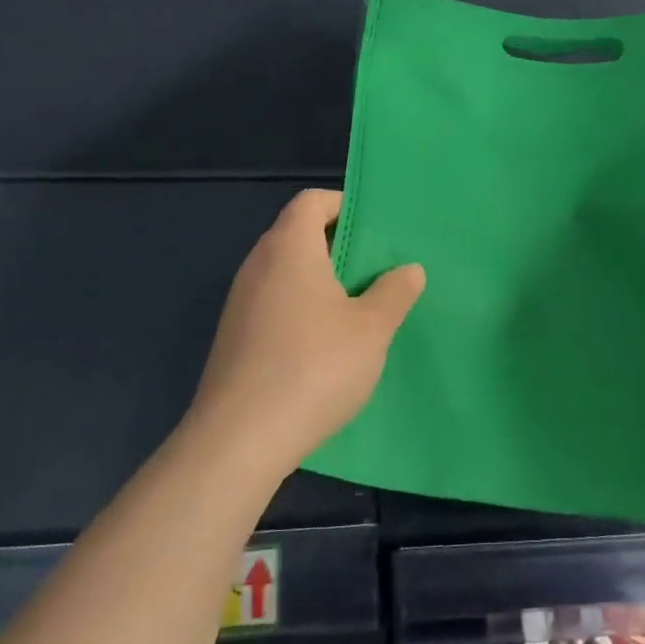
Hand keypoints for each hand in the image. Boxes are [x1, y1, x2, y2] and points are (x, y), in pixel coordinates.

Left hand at [186, 188, 423, 483]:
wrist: (238, 442)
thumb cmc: (313, 368)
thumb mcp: (372, 328)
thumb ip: (395, 292)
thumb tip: (409, 269)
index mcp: (289, 248)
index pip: (312, 201)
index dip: (345, 206)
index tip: (377, 231)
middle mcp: (258, 266)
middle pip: (299, 234)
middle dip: (340, 246)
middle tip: (380, 269)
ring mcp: (241, 304)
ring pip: (288, 273)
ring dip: (323, 282)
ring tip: (361, 307)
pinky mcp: (236, 338)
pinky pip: (276, 304)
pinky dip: (303, 309)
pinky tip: (328, 345)